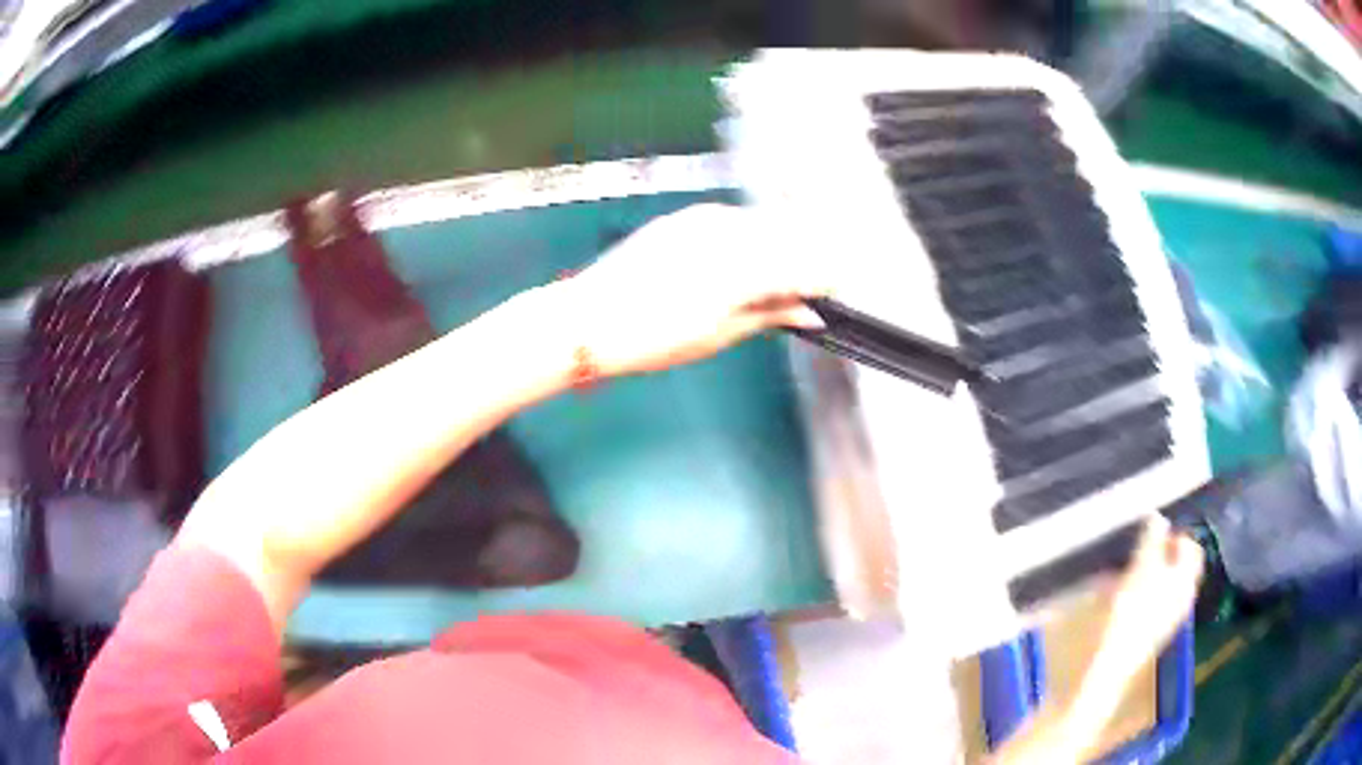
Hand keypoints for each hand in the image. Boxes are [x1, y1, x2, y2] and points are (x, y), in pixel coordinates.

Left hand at [561, 204, 831, 377]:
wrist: (589, 318)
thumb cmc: (651, 337)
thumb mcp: (718, 334)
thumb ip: (770, 314)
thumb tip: (808, 314)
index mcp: (742, 270)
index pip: (806, 265)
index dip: (827, 278)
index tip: (835, 290)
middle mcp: (729, 233)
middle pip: (791, 236)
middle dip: (807, 259)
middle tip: (808, 290)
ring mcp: (705, 219)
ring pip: (764, 224)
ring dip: (780, 246)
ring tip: (776, 280)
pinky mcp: (686, 217)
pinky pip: (735, 221)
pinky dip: (750, 238)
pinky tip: (744, 262)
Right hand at [1089, 516, 1203, 690]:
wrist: (1115, 662)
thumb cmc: (1133, 609)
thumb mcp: (1142, 566)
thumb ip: (1152, 538)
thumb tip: (1158, 516)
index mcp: (1187, 577)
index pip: (1191, 546)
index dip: (1175, 535)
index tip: (1152, 532)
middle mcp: (1184, 595)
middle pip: (1177, 566)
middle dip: (1157, 554)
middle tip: (1136, 551)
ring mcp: (1169, 616)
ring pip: (1162, 584)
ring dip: (1144, 573)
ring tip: (1119, 573)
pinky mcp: (1153, 631)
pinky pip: (1151, 602)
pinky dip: (1138, 593)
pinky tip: (1117, 596)